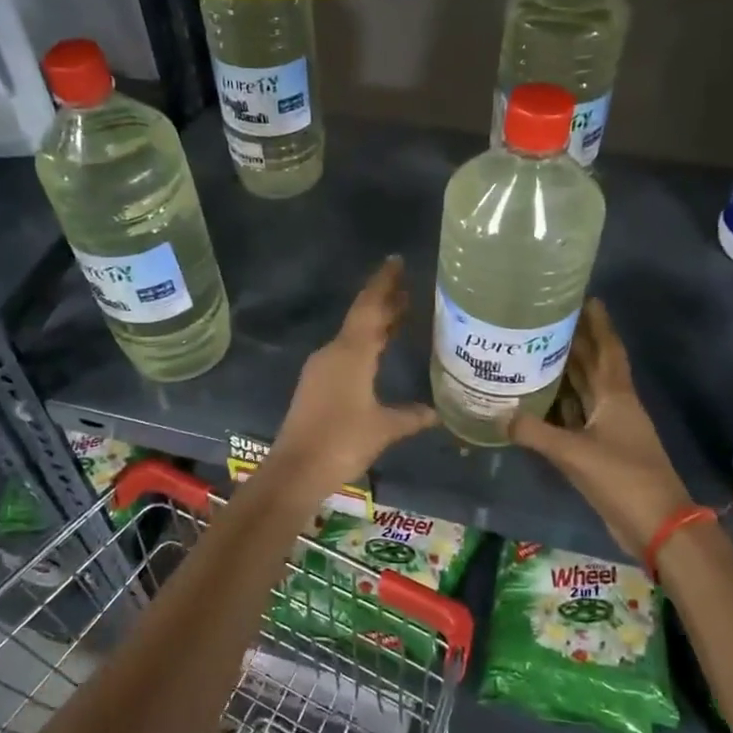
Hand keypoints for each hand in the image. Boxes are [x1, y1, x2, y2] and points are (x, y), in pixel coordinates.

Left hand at [266, 257, 436, 497]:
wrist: (295, 470)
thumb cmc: (342, 442)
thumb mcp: (384, 428)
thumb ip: (412, 416)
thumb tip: (437, 412)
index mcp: (350, 353)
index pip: (370, 307)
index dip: (384, 283)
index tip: (397, 261)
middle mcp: (333, 352)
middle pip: (362, 318)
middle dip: (385, 301)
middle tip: (410, 287)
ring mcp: (321, 368)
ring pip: (353, 336)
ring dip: (376, 324)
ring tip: (403, 313)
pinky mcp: (316, 385)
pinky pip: (346, 352)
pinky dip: (366, 344)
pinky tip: (380, 351)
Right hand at [510, 299, 692, 559]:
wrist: (657, 526)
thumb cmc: (623, 479)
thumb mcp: (574, 453)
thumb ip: (535, 432)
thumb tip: (500, 415)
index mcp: (616, 397)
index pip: (607, 350)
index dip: (599, 325)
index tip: (586, 299)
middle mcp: (614, 406)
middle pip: (593, 366)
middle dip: (575, 342)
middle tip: (546, 321)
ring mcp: (609, 430)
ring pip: (584, 392)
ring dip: (565, 373)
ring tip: (535, 352)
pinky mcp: (602, 452)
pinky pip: (576, 418)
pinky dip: (560, 407)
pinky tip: (537, 401)